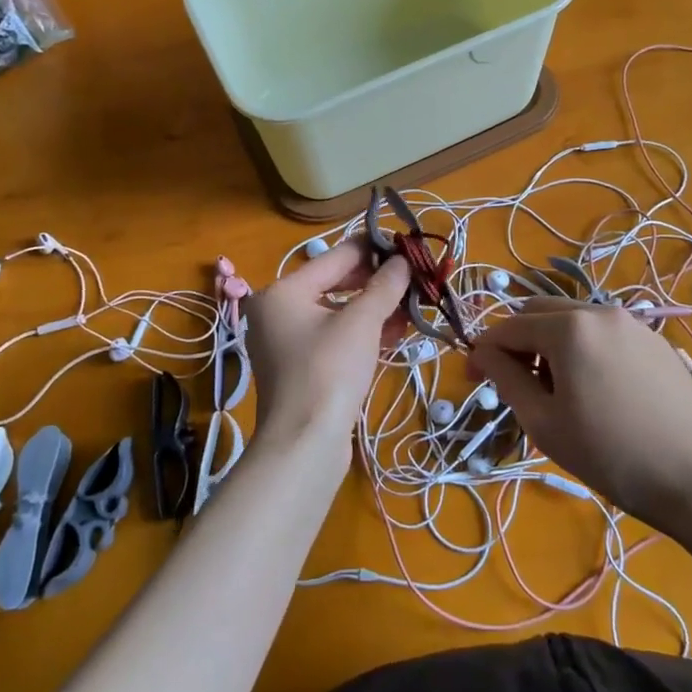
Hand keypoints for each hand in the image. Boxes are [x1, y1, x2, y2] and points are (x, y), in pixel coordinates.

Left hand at [243, 241, 409, 457]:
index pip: (336, 256)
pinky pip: (335, 337)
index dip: (374, 250)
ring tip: (411, 305)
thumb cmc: (329, 371)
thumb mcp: (361, 323)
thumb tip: (403, 261)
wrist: (304, 444)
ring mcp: (287, 342)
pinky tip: (395, 332)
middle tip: (414, 279)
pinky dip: (363, 332)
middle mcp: (278, 311)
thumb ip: (384, 286)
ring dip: (374, 309)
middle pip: (335, 283)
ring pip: (338, 313)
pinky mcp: (301, 368)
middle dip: (376, 283)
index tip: (408, 247)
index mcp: (283, 291)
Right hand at [467, 300, 691, 526]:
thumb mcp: (544, 422)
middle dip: (518, 341)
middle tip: (516, 384)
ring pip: (574, 320)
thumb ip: (506, 378)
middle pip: (540, 312)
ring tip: (558, 391)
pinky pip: (605, 333)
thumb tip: (482, 353)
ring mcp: (633, 323)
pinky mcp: (656, 341)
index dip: (483, 350)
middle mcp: (599, 311)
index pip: (509, 327)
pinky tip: (597, 390)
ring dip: (551, 343)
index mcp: (569, 327)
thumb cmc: (610, 454)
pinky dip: (585, 349)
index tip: (471, 379)